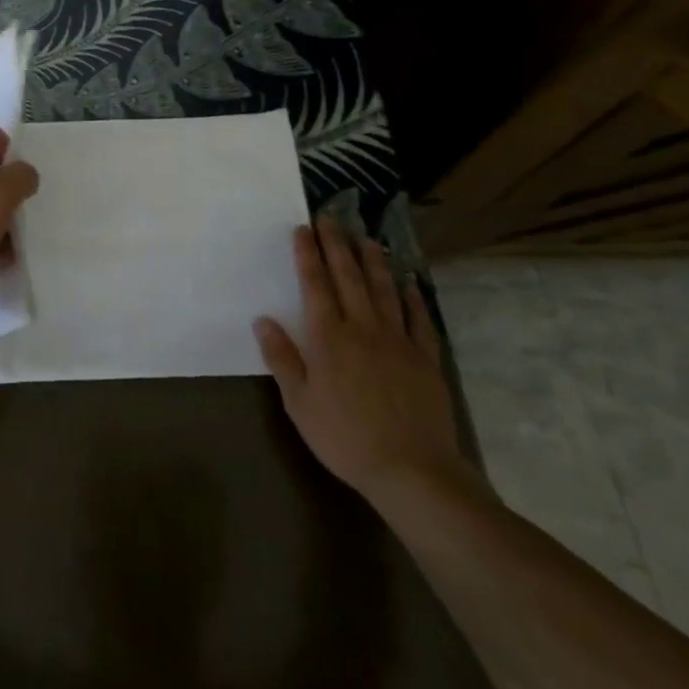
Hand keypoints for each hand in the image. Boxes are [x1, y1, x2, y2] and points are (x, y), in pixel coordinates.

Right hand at [253, 219, 478, 508]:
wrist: (412, 470)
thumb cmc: (345, 438)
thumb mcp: (299, 403)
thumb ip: (282, 358)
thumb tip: (263, 320)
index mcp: (329, 337)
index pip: (315, 284)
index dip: (308, 254)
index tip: (302, 228)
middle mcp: (363, 328)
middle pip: (349, 277)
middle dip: (337, 245)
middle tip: (330, 218)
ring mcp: (398, 341)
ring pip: (384, 290)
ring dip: (373, 261)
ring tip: (366, 238)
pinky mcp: (426, 359)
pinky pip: (419, 320)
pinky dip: (413, 298)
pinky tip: (409, 283)